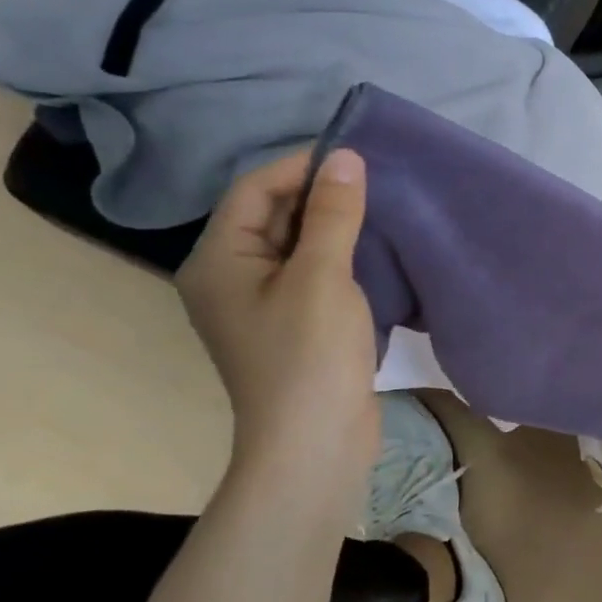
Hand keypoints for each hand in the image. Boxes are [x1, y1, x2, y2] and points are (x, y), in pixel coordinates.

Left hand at [176, 148, 379, 495]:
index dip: (301, 168)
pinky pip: (312, 276)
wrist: (315, 445)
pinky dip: (341, 259)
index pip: (254, 191)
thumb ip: (332, 214)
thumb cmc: (309, 356)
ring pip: (296, 247)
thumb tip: (344, 156)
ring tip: (381, 212)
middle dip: (319, 196)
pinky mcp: (292, 327)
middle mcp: (230, 278)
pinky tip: (376, 254)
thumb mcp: (322, 276)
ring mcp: (261, 306)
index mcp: (219, 261)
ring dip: (335, 228)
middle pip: (272, 217)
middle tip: (376, 184)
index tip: (356, 159)